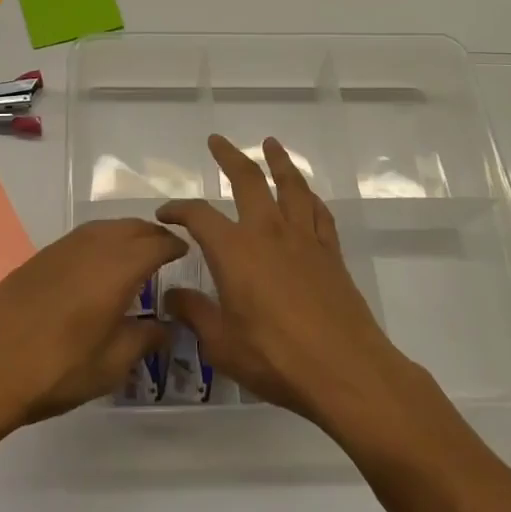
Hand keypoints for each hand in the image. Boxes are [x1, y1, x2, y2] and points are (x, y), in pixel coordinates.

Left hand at [0, 217, 184, 433]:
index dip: (174, 245)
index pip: (156, 243)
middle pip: (130, 227)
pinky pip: (81, 237)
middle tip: (164, 251)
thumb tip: (165, 326)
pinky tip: (96, 265)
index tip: (185, 252)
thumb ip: (143, 339)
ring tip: (133, 255)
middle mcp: (92, 246)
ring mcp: (62, 248)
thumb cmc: (57, 368)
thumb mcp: (110, 364)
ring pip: (104, 228)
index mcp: (117, 268)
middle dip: (152, 234)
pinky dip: (100, 241)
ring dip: (125, 234)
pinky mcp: (39, 257)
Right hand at [157, 135, 414, 431]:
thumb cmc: (276, 359)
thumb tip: (172, 296)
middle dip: (229, 157)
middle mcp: (268, 232)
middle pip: (248, 180)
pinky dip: (309, 196)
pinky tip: (306, 195)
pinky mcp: (330, 253)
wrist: (345, 371)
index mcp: (234, 251)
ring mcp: (303, 239)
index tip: (165, 214)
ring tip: (270, 144)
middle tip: (217, 141)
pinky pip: (318, 212)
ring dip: (278, 161)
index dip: (178, 210)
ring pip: (290, 186)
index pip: (199, 216)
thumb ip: (195, 314)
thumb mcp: (222, 344)